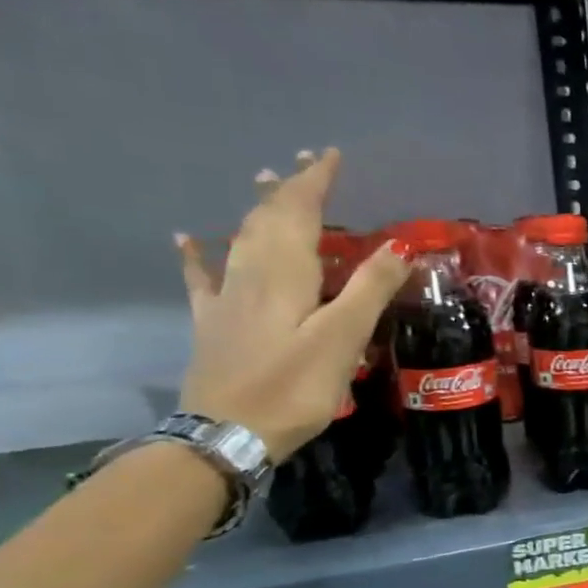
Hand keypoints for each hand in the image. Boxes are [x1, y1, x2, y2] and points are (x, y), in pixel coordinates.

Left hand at [175, 148, 411, 460]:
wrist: (226, 433)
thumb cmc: (294, 386)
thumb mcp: (343, 338)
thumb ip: (370, 289)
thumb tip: (399, 245)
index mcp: (284, 271)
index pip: (299, 210)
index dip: (315, 180)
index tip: (331, 154)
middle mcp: (251, 273)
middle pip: (268, 217)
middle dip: (289, 187)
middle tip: (306, 163)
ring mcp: (226, 298)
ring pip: (242, 238)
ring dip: (258, 209)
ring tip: (266, 185)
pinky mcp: (213, 324)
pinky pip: (204, 276)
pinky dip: (199, 253)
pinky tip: (188, 239)